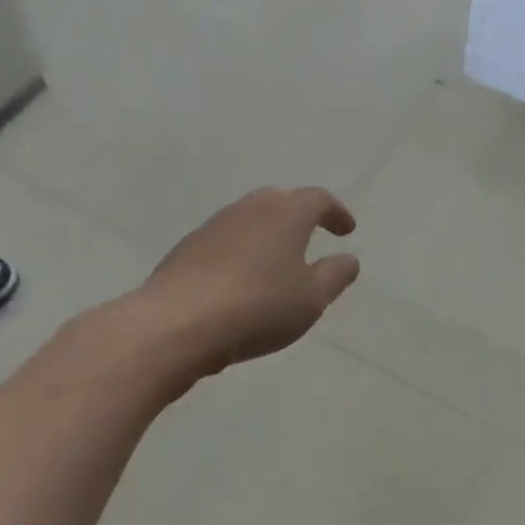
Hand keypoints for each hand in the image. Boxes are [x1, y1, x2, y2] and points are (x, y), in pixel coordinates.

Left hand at [130, 186, 359, 376]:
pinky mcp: (185, 250)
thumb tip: (348, 259)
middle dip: (299, 216)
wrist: (176, 325)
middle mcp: (248, 209)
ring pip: (249, 221)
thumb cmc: (258, 306)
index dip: (336, 213)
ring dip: (268, 235)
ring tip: (277, 263)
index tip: (347, 230)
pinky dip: (242, 253)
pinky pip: (225, 243)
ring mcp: (212, 227)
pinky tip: (242, 282)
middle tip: (312, 236)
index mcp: (285, 213)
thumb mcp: (312, 298)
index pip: (318, 199)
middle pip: (280, 202)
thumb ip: (335, 275)